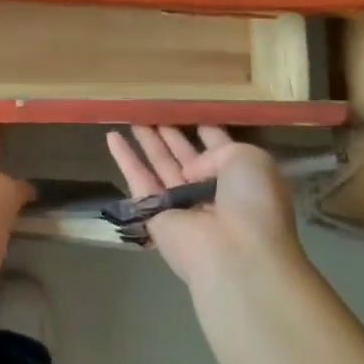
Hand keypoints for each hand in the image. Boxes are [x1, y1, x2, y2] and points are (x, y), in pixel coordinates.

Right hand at [106, 126, 305, 290]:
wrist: (234, 254)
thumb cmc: (252, 203)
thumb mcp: (249, 159)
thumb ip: (218, 149)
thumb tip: (191, 167)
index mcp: (242, 179)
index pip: (221, 149)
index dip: (206, 130)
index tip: (189, 110)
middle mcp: (212, 191)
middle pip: (186, 156)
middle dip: (171, 134)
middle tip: (153, 110)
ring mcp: (183, 204)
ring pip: (161, 164)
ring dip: (148, 141)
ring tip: (133, 114)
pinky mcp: (155, 214)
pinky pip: (138, 180)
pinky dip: (125, 159)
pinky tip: (111, 136)